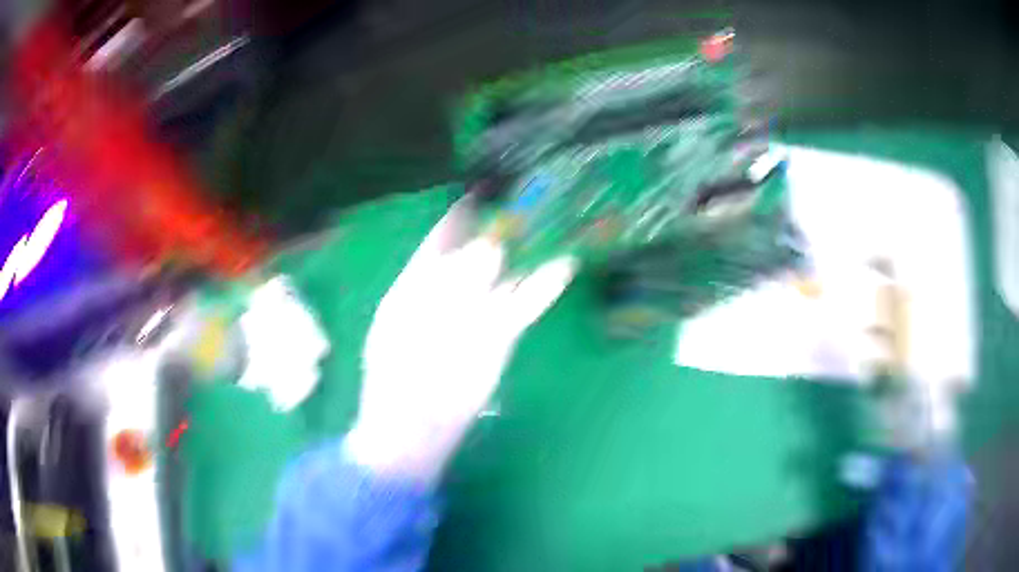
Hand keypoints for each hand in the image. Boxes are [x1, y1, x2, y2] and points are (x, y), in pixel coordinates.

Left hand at [346, 199, 575, 483]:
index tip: (480, 193)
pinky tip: (563, 264)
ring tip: (550, 223)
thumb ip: (440, 282)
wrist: (409, 424)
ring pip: (506, 274)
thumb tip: (483, 251)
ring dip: (528, 251)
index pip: (441, 239)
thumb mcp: (402, 318)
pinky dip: (544, 286)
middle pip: (478, 252)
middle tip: (525, 202)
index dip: (459, 216)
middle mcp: (450, 294)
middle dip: (499, 228)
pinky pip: (524, 306)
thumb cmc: (391, 371)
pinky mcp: (500, 339)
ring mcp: (476, 315)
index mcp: (416, 283)